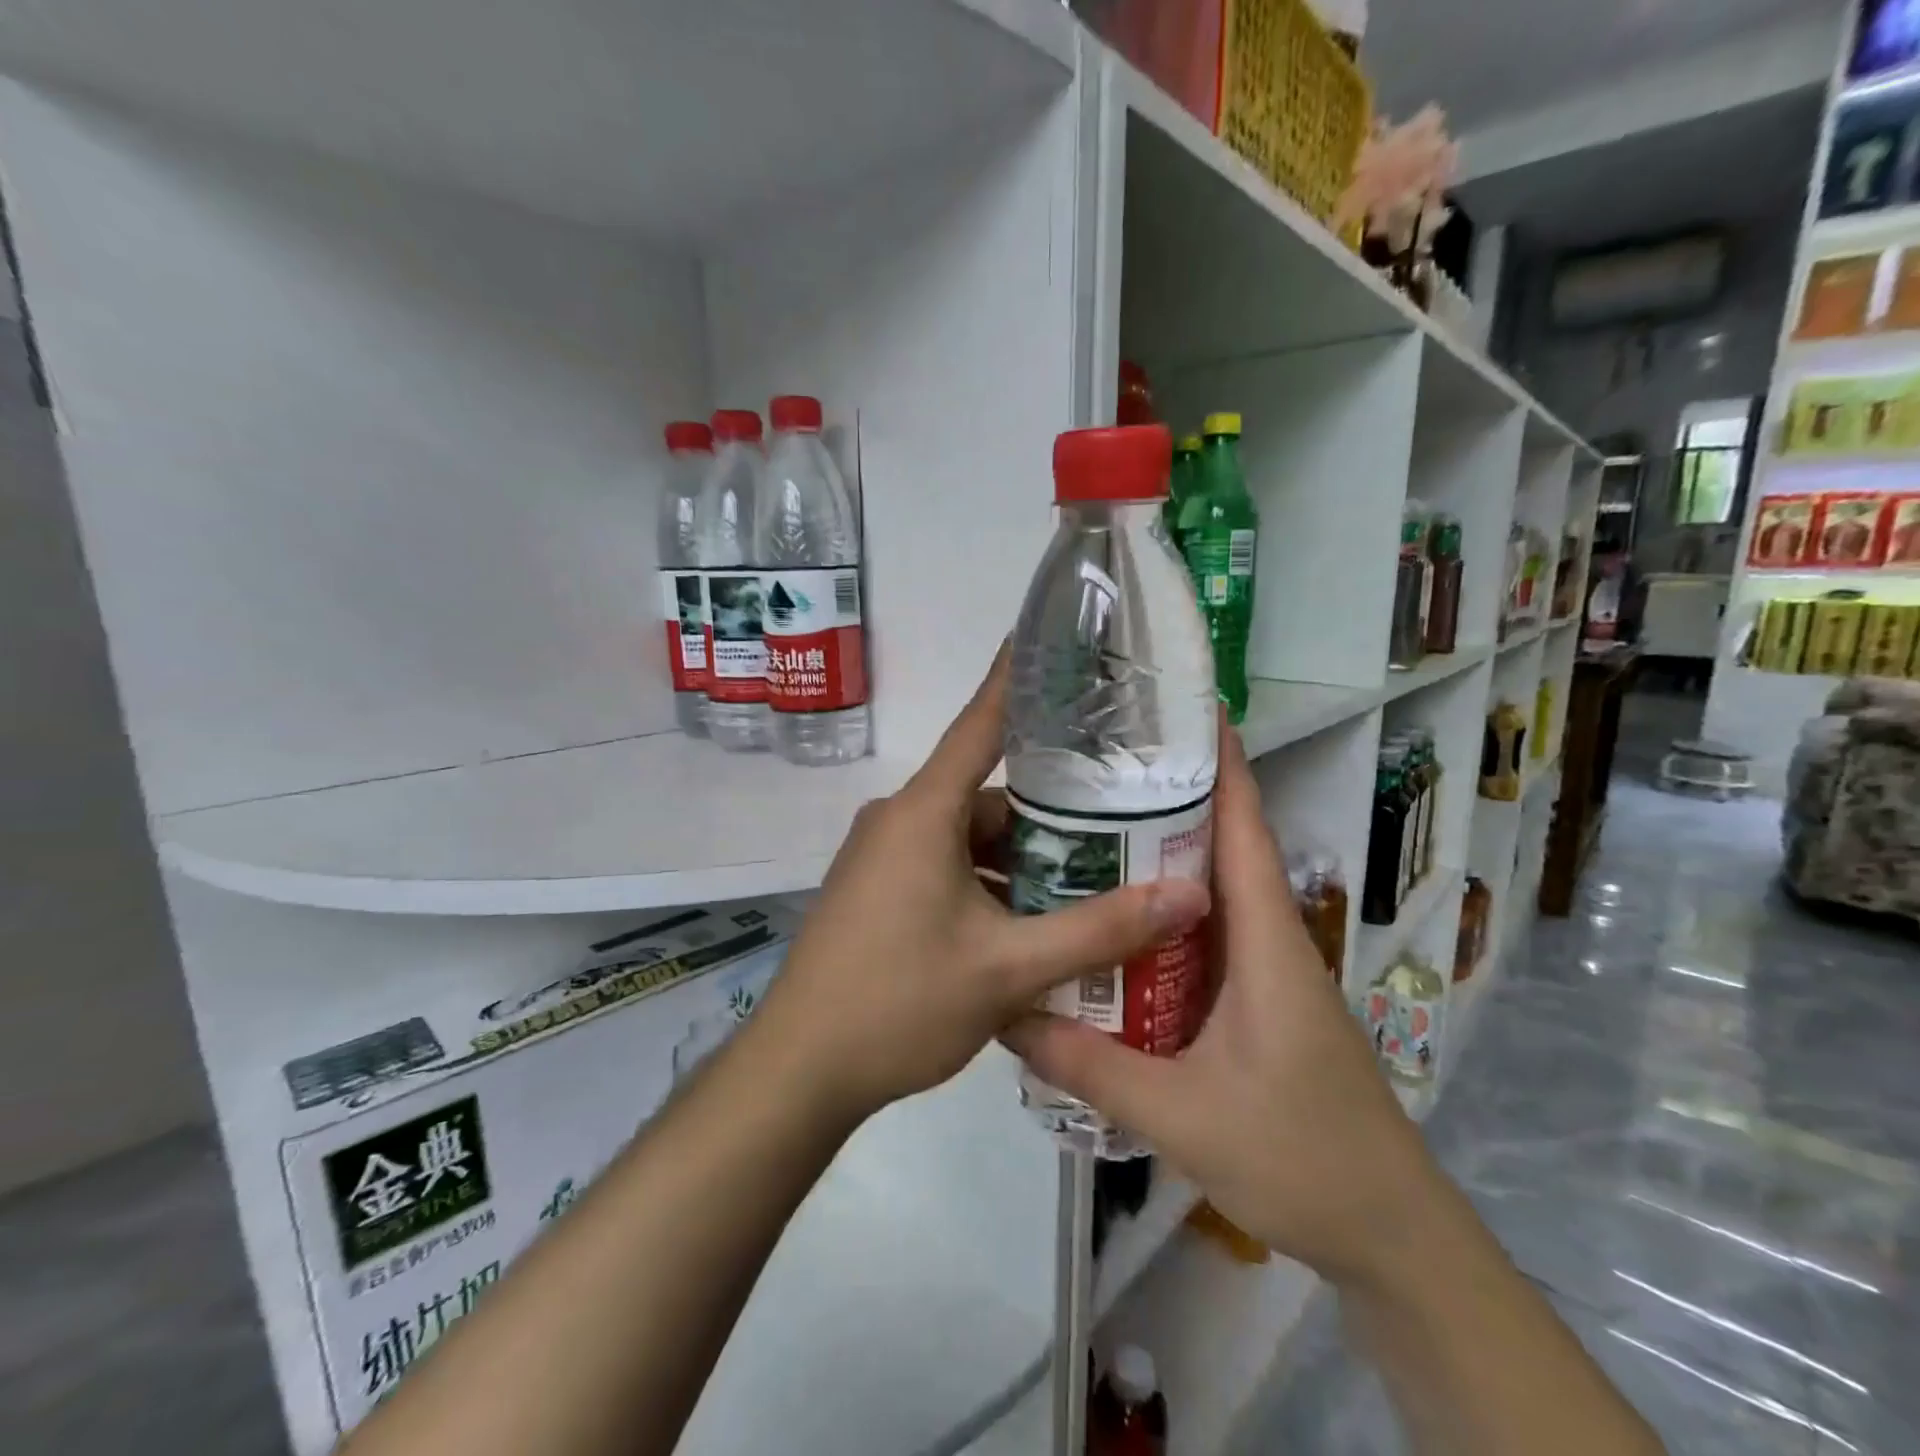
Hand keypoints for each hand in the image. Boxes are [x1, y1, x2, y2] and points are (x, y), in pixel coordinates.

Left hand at [754, 650, 1211, 1123]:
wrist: (799, 1069)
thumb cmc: (899, 1003)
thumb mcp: (1008, 970)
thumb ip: (1099, 931)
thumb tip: (1187, 896)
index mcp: (923, 812)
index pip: (982, 723)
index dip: (1019, 679)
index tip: (1057, 642)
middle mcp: (899, 820)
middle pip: (989, 796)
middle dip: (1052, 811)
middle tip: (1123, 817)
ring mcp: (883, 856)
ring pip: (970, 839)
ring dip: (1023, 861)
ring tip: (1094, 880)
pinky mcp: (877, 890)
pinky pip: (946, 868)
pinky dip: (989, 886)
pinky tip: (1034, 923)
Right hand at [1005, 724, 1441, 1287]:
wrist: (1387, 1234)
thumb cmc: (1300, 1157)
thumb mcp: (1182, 1114)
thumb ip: (1091, 1065)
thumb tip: (1007, 1014)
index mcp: (1266, 942)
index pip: (1245, 830)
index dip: (1223, 765)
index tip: (1184, 710)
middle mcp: (1267, 941)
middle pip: (1221, 848)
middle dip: (1170, 798)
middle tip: (1094, 770)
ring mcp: (1264, 973)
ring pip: (1209, 895)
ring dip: (1161, 858)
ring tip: (1087, 831)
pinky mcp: (1255, 1004)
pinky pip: (1202, 940)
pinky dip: (1162, 918)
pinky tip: (1113, 927)